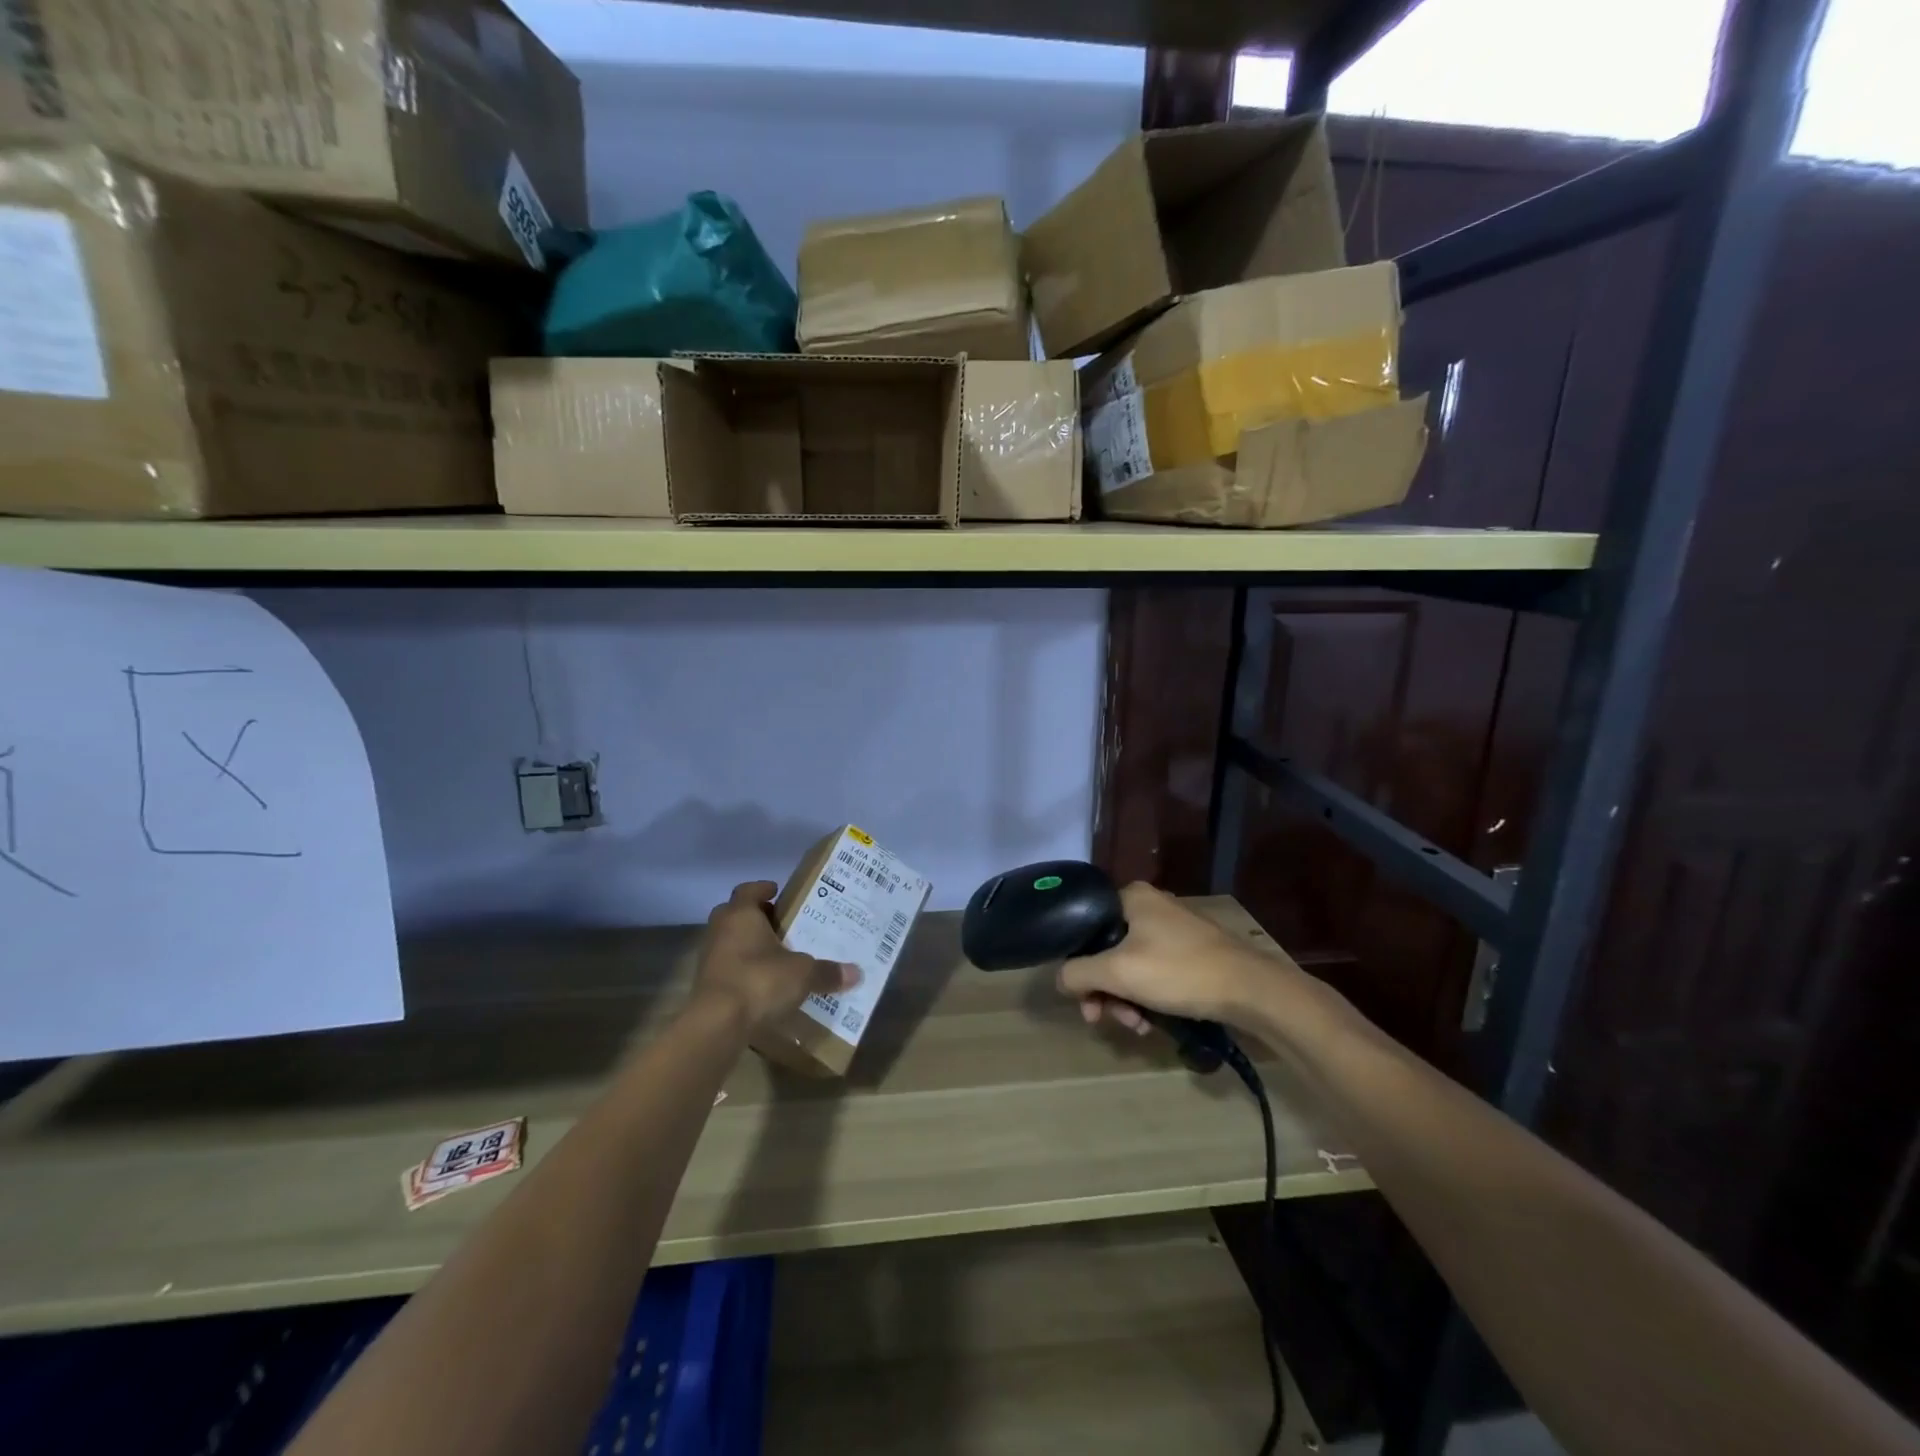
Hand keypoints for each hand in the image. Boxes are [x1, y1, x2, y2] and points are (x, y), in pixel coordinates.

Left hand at [692, 881, 857, 1031]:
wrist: (717, 1024)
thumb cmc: (759, 980)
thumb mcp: (802, 974)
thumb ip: (827, 972)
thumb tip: (856, 973)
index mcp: (741, 915)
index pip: (748, 890)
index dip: (763, 889)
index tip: (778, 891)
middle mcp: (721, 930)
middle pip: (736, 914)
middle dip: (757, 917)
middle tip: (781, 923)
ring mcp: (709, 958)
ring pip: (729, 941)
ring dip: (748, 944)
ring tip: (777, 954)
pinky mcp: (706, 985)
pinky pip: (727, 967)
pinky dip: (742, 970)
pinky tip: (762, 982)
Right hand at [1058, 882, 1279, 1033]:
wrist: (1251, 990)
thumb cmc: (1179, 971)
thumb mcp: (1118, 972)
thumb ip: (1078, 973)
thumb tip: (1060, 979)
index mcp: (1131, 897)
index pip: (1086, 927)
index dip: (1079, 965)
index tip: (1084, 999)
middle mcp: (1150, 905)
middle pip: (1107, 949)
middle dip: (1105, 989)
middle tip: (1106, 1018)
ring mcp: (1173, 928)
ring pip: (1130, 964)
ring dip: (1126, 998)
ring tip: (1137, 1026)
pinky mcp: (1191, 951)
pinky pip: (1154, 971)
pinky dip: (1147, 996)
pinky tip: (1152, 1022)